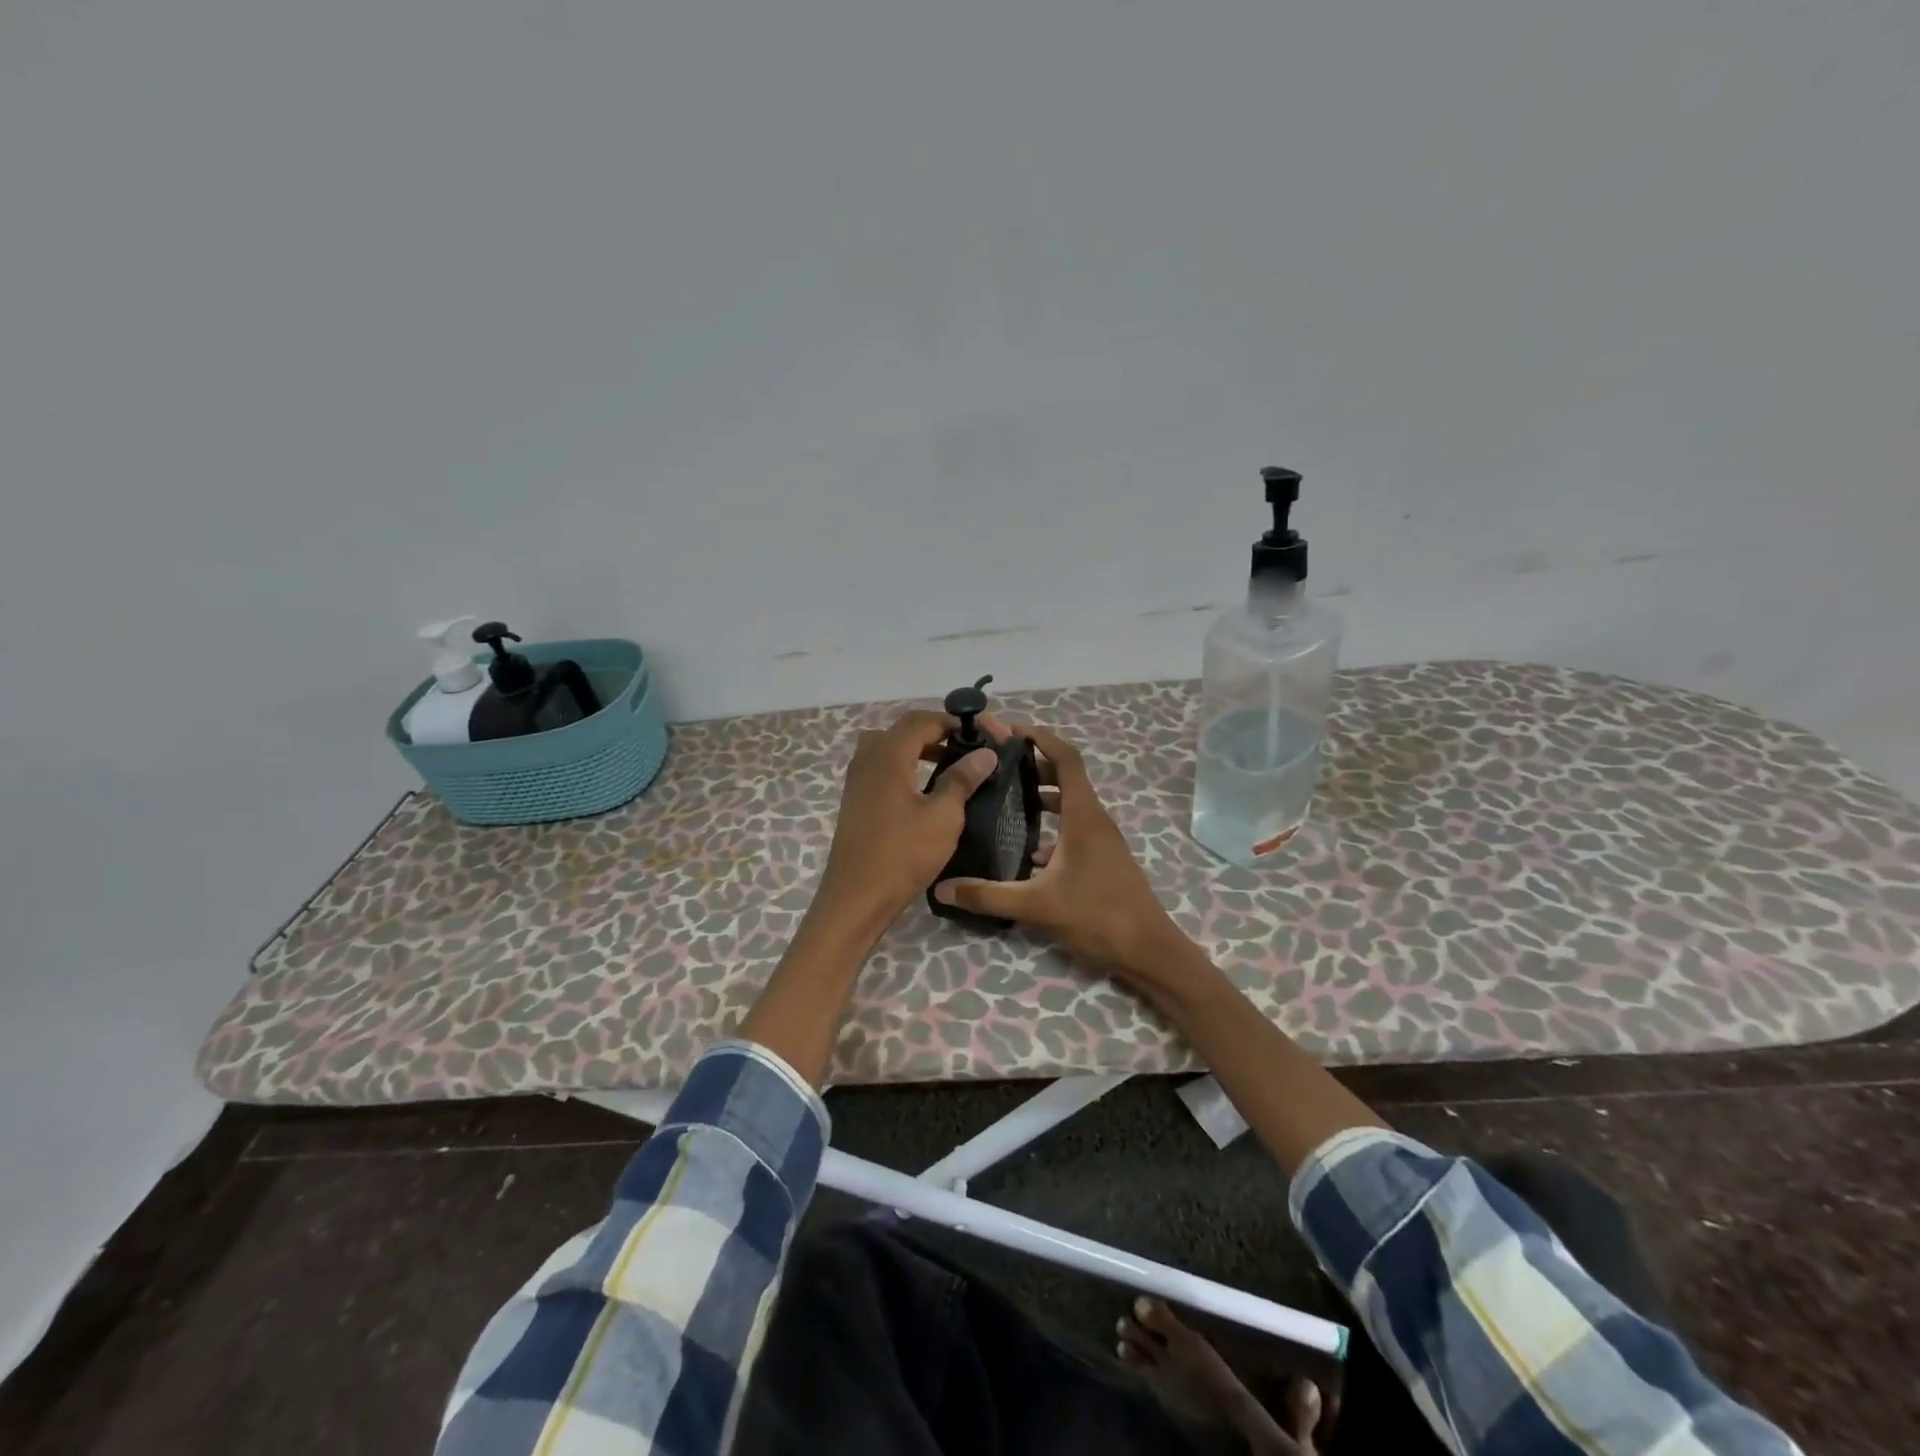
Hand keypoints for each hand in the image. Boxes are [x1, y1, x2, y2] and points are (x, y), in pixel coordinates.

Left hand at [813, 709, 998, 933]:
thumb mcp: (943, 816)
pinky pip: (883, 767)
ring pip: (892, 747)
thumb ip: (962, 779)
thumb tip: (985, 754)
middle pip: (905, 730)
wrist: (856, 897)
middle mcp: (868, 758)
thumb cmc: (903, 854)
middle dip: (939, 732)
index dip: (956, 722)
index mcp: (888, 755)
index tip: (986, 735)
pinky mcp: (856, 799)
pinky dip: (907, 767)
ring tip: (952, 766)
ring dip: (922, 749)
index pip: (923, 720)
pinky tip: (927, 790)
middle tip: (969, 748)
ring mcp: (857, 779)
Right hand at [933, 723, 1192, 989]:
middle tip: (997, 765)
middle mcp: (1095, 820)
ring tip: (1006, 799)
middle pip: (1066, 777)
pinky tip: (1028, 850)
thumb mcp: (1036, 906)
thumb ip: (988, 896)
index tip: (1012, 730)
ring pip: (1071, 804)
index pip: (1066, 759)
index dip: (1042, 738)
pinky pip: (1075, 827)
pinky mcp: (1103, 858)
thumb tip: (942, 888)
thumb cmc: (1097, 916)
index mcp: (1084, 816)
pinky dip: (1052, 824)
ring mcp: (1103, 840)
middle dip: (1034, 765)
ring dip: (1043, 795)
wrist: (1148, 950)